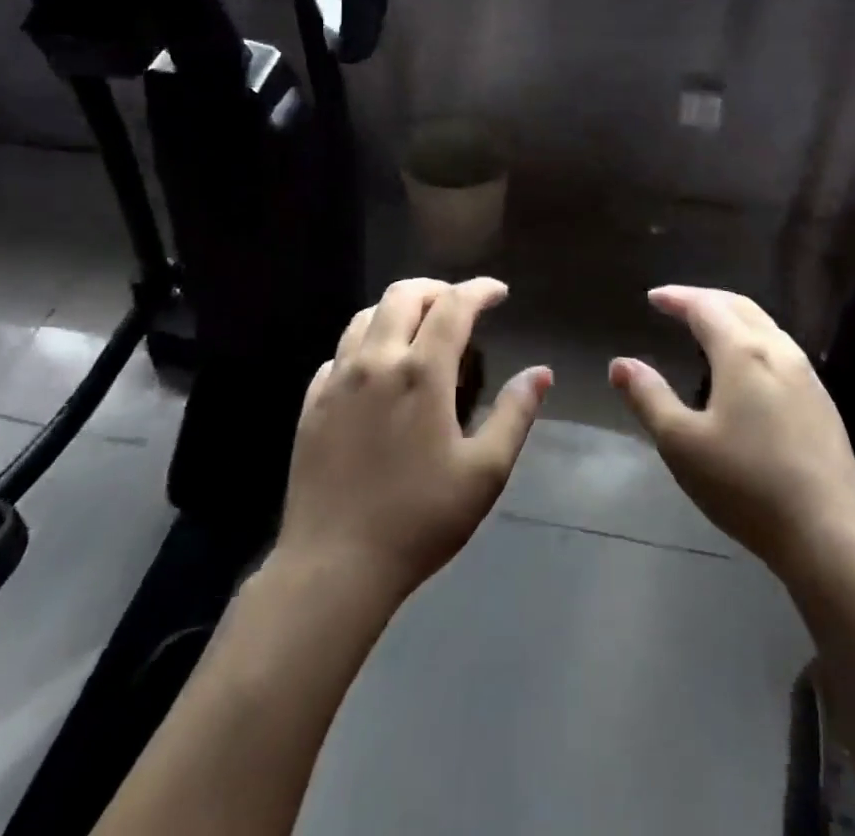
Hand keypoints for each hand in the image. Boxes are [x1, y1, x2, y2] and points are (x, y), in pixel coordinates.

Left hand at [276, 278, 550, 605]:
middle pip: (404, 294)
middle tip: (460, 305)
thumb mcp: (484, 473)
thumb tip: (541, 373)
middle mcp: (377, 361)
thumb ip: (515, 415)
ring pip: (366, 316)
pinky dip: (366, 342)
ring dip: (398, 309)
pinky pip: (340, 352)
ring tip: (419, 328)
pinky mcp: (312, 402)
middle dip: (437, 289)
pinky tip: (377, 368)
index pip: (454, 306)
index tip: (498, 292)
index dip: (480, 290)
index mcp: (422, 372)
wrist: (333, 566)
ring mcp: (338, 379)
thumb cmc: (419, 520)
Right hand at [610, 286, 854, 582]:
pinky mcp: (822, 403)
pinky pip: (781, 349)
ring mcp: (806, 376)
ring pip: (765, 326)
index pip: (705, 307)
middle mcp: (778, 351)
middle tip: (677, 304)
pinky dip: (753, 338)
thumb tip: (620, 363)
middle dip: (705, 299)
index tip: (653, 297)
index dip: (677, 298)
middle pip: (739, 307)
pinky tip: (748, 367)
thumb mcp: (681, 444)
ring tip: (709, 328)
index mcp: (742, 353)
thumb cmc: (747, 485)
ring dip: (732, 316)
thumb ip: (649, 398)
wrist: (831, 535)